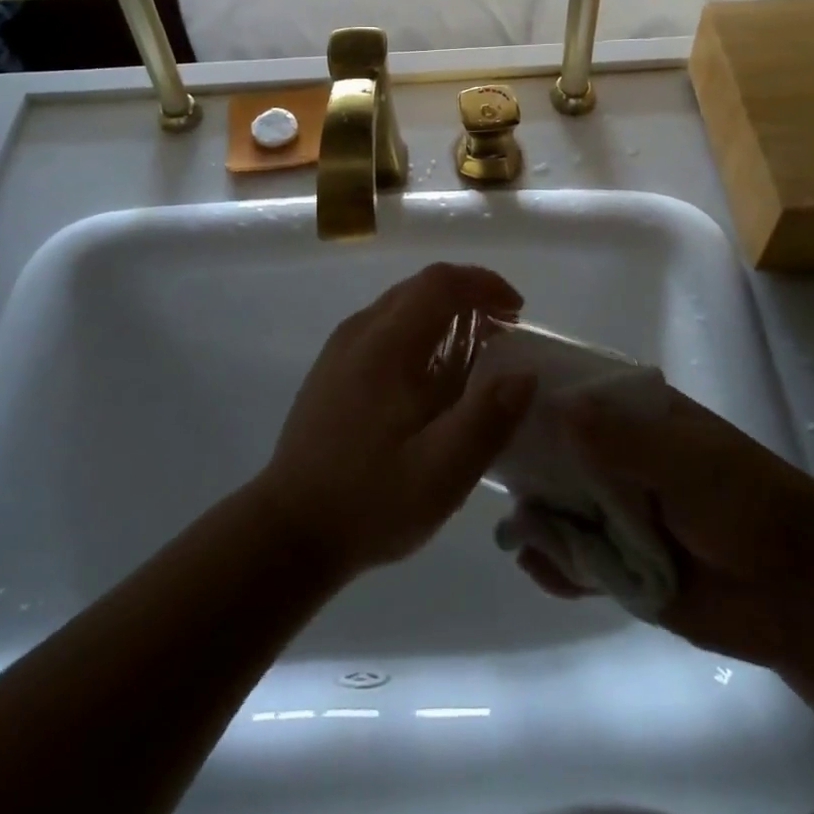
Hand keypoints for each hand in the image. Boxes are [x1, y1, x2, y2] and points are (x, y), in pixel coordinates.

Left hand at [258, 263, 537, 580]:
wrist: (289, 530)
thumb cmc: (370, 500)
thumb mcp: (441, 472)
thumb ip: (487, 419)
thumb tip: (525, 374)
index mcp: (387, 344)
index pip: (441, 282)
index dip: (485, 284)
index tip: (518, 313)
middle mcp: (360, 331)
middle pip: (421, 287)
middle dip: (469, 297)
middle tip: (505, 334)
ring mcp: (341, 348)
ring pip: (402, 306)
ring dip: (445, 315)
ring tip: (477, 354)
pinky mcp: (333, 368)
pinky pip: (385, 328)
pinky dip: (421, 333)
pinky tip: (432, 378)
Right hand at [513, 387, 813, 665]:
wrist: (801, 594)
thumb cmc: (747, 503)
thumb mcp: (688, 461)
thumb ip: (623, 440)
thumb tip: (557, 409)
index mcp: (636, 417)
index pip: (573, 392)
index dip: (532, 393)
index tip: (485, 394)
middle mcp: (617, 458)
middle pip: (555, 451)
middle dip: (524, 462)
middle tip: (481, 469)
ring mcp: (615, 511)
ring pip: (558, 506)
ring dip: (536, 517)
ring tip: (516, 531)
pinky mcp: (619, 564)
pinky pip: (574, 560)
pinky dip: (554, 564)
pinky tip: (536, 566)